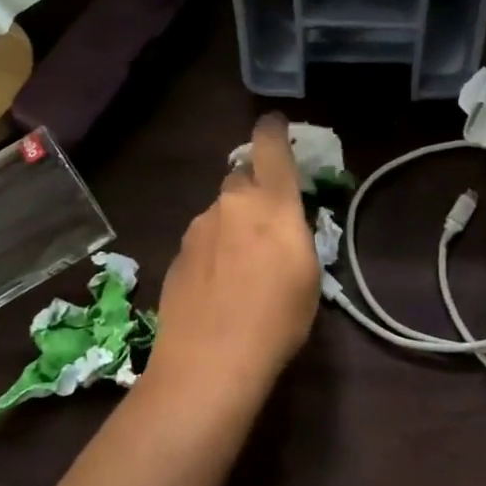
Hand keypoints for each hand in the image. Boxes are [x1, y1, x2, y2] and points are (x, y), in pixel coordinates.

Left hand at [150, 114, 320, 400]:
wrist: (209, 361)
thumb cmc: (276, 319)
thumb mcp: (308, 275)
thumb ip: (295, 235)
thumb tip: (283, 225)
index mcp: (271, 203)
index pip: (270, 146)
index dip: (273, 130)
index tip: (274, 124)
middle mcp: (231, 204)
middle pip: (241, 179)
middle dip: (253, 191)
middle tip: (265, 224)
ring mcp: (198, 228)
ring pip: (220, 212)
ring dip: (232, 225)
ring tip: (241, 268)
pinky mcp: (177, 254)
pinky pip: (202, 239)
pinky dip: (213, 251)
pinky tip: (218, 287)